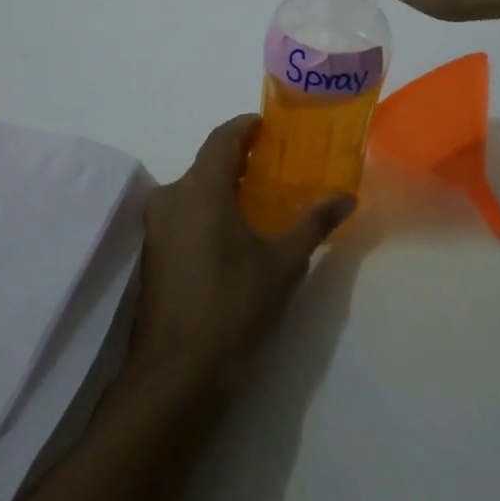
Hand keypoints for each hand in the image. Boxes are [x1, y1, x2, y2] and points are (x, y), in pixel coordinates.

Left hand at [128, 115, 353, 390]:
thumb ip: (314, 222)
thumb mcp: (284, 262)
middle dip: (241, 159)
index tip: (271, 126)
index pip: (223, 138)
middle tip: (277, 164)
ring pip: (194, 190)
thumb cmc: (234, 306)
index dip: (247, 126)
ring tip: (263, 197)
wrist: (178, 374)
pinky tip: (237, 232)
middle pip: (207, 163)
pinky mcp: (152, 255)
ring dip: (225, 186)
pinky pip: (184, 214)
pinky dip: (210, 210)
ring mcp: (156, 228)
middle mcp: (171, 198)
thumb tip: (347, 196)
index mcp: (200, 188)